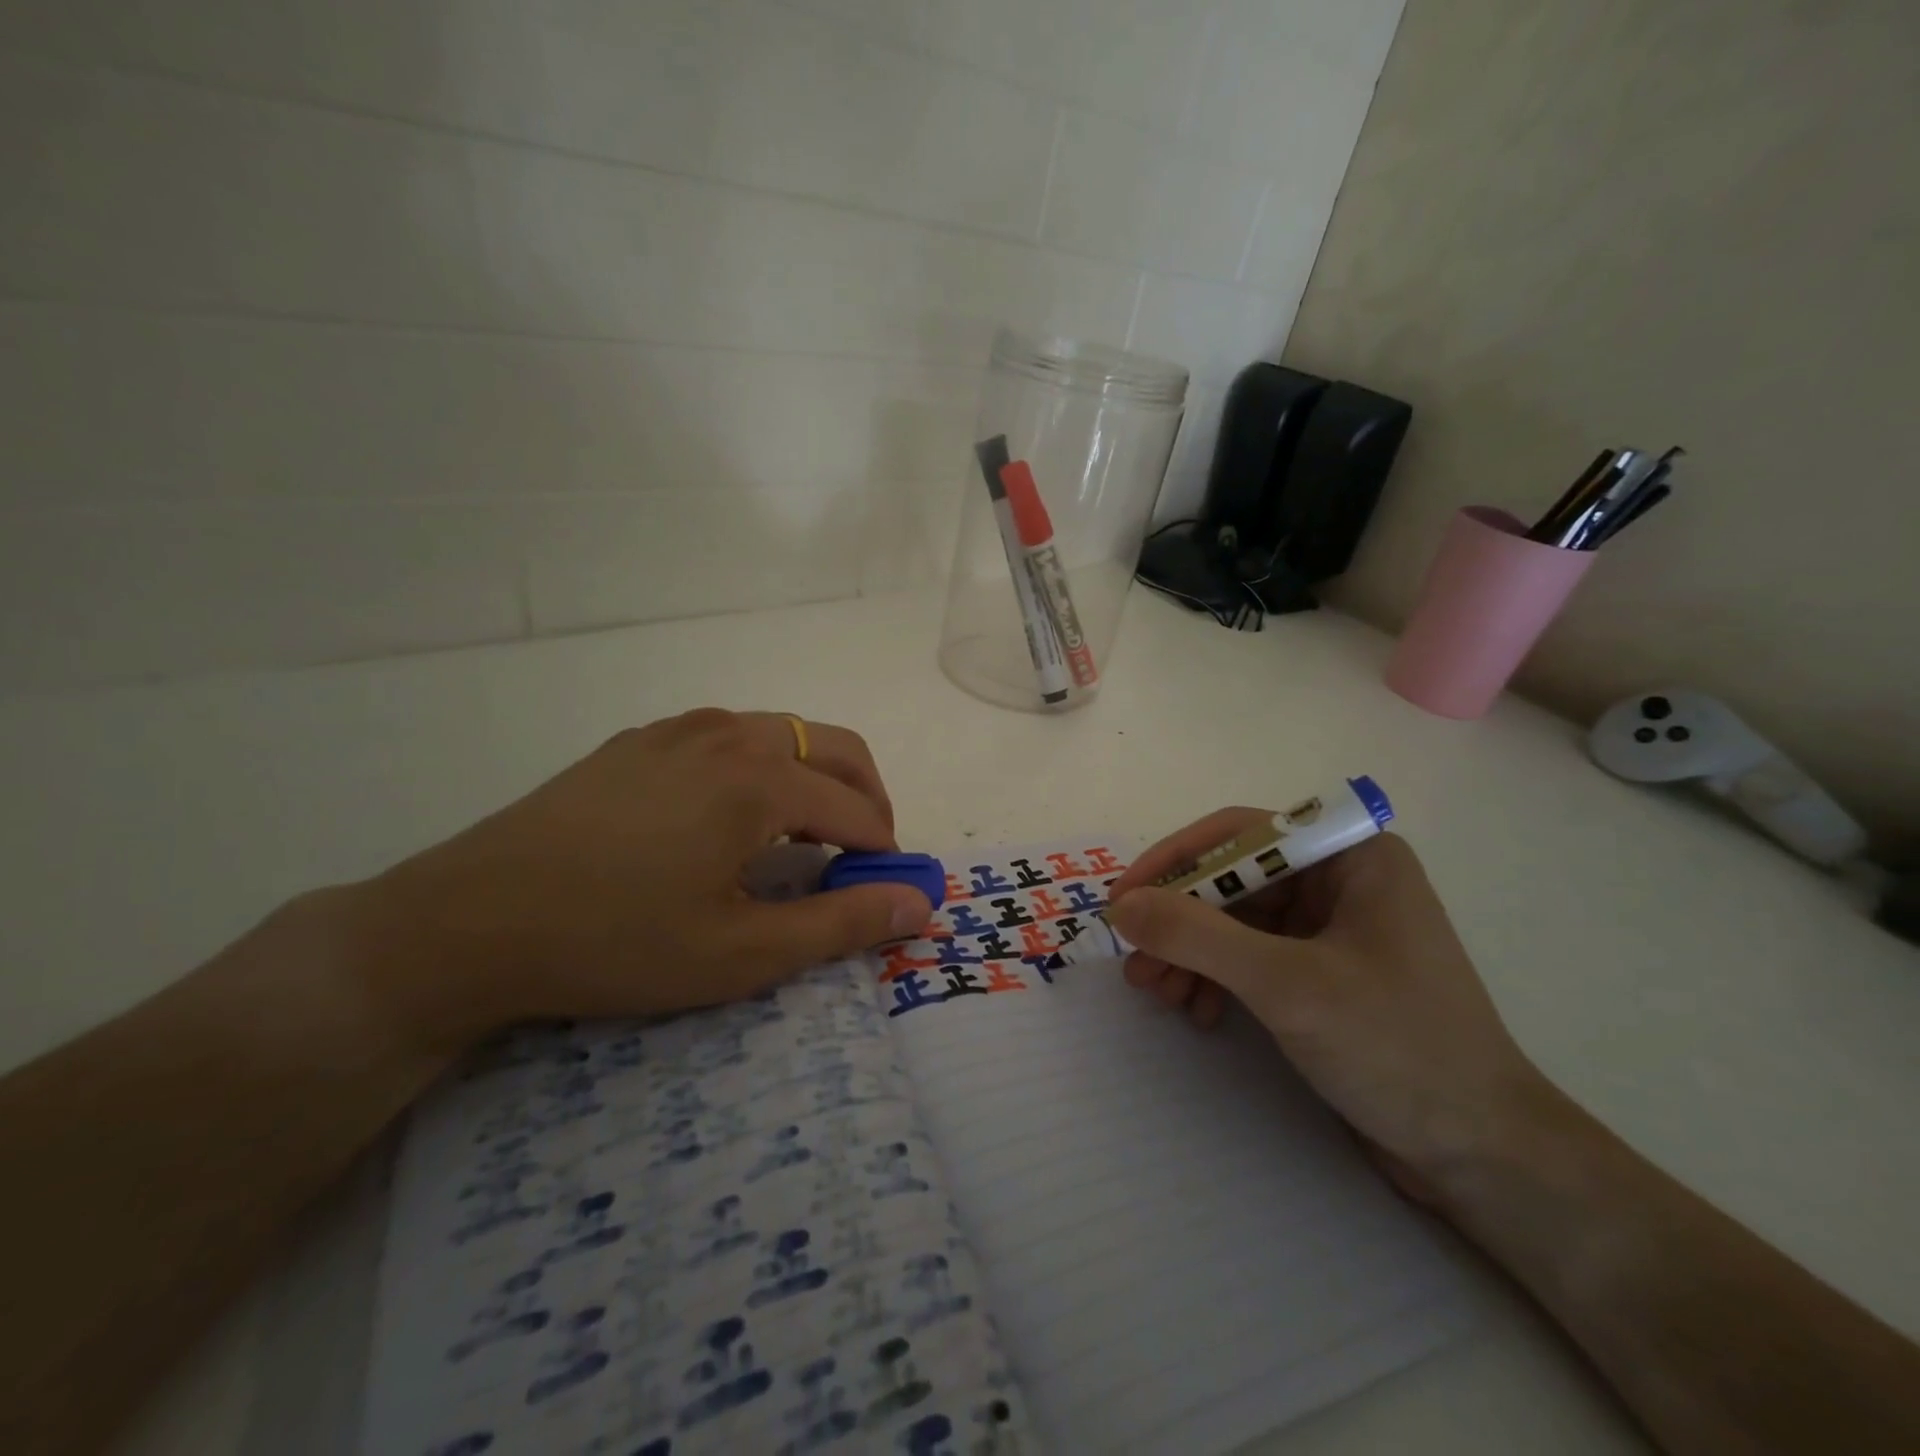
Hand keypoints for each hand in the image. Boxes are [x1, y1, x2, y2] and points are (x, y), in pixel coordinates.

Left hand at [334, 709, 933, 1049]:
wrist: (469, 921)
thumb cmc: (618, 942)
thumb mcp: (742, 951)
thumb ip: (843, 924)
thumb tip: (921, 904)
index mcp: (761, 778)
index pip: (856, 809)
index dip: (884, 852)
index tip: (888, 891)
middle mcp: (730, 733)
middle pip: (835, 748)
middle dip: (867, 798)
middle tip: (863, 856)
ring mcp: (680, 728)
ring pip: (784, 734)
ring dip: (816, 778)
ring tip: (804, 836)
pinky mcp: (640, 740)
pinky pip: (730, 737)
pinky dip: (763, 767)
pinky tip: (732, 817)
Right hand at [1106, 814, 1549, 1182]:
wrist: (1483, 1156)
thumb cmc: (1396, 1047)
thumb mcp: (1286, 985)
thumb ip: (1197, 936)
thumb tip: (1121, 906)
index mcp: (1351, 856)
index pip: (1240, 834)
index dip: (1174, 861)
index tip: (1123, 900)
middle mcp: (1340, 880)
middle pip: (1232, 880)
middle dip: (1179, 922)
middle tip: (1136, 963)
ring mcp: (1332, 928)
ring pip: (1235, 921)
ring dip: (1190, 954)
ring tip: (1158, 994)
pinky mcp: (1323, 973)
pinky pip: (1251, 957)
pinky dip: (1216, 979)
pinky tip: (1198, 1011)